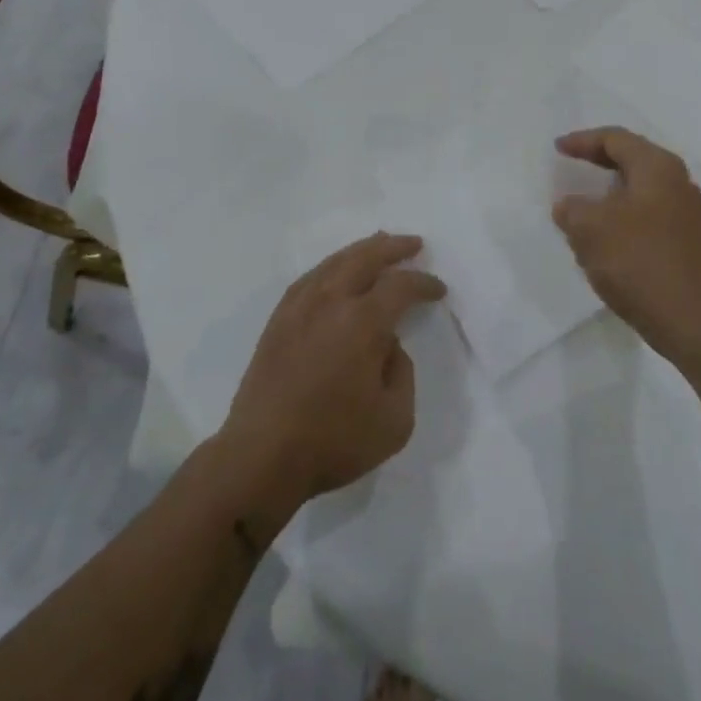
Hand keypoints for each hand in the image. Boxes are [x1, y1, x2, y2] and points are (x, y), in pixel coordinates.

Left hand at [221, 233, 444, 507]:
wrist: (261, 457)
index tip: (438, 290)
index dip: (424, 283)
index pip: (400, 286)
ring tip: (378, 245)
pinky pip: (309, 278)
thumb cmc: (334, 441)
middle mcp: (330, 302)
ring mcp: (299, 308)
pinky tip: (336, 272)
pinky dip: (330, 267)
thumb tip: (388, 346)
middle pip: (365, 258)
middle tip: (413, 244)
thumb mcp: (395, 420)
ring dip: (361, 250)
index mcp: (362, 322)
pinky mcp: (278, 321)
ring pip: (334, 263)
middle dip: (393, 247)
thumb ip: (402, 373)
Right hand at [552, 127, 700, 376]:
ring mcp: (685, 213)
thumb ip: (571, 208)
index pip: (615, 139)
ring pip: (638, 189)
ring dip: (608, 192)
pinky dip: (620, 215)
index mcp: (657, 167)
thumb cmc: (638, 261)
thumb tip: (570, 206)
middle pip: (631, 159)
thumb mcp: (589, 228)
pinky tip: (604, 236)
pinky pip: (646, 214)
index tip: (557, 148)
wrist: (690, 320)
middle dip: (597, 161)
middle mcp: (677, 182)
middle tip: (570, 164)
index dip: (582, 140)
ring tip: (581, 202)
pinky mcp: (685, 241)